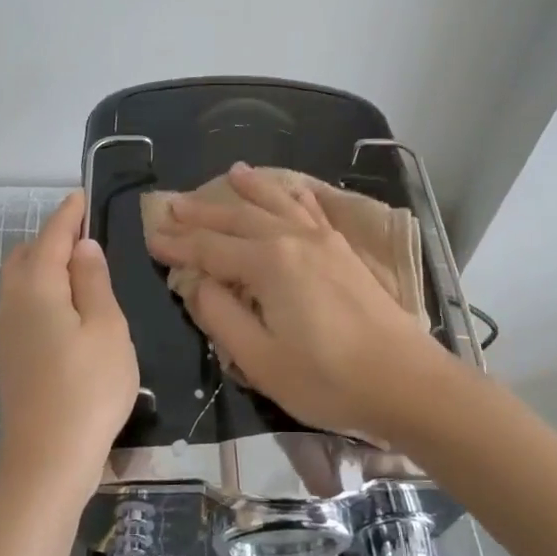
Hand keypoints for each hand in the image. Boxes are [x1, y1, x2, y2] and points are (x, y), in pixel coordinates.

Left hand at [0, 191, 139, 500]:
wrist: (47, 460)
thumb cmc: (88, 390)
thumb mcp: (107, 328)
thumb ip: (94, 282)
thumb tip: (83, 247)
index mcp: (36, 288)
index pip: (51, 237)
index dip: (67, 215)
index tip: (81, 196)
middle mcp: (11, 303)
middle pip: (26, 256)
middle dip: (51, 239)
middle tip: (86, 237)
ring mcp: (5, 332)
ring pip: (19, 282)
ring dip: (44, 266)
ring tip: (80, 271)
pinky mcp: (8, 356)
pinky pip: (21, 305)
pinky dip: (41, 291)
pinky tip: (66, 309)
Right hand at [143, 163, 439, 438]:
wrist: (406, 383)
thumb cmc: (327, 379)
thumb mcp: (260, 360)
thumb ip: (221, 317)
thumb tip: (197, 285)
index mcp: (268, 265)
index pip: (210, 249)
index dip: (178, 246)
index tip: (151, 239)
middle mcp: (293, 240)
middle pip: (238, 218)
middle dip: (203, 212)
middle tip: (172, 205)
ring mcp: (324, 241)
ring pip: (277, 203)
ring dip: (251, 189)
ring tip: (232, 172)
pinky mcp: (344, 251)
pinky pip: (312, 209)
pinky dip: (295, 195)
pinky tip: (290, 189)